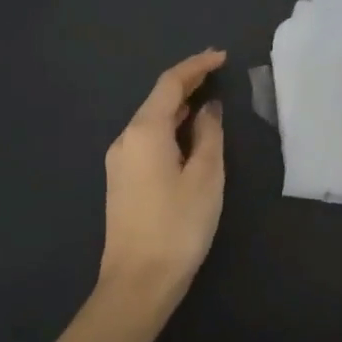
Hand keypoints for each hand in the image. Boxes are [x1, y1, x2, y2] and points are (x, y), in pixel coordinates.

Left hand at [98, 49, 227, 308]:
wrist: (137, 284)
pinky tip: (188, 132)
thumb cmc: (178, 225)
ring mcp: (120, 161)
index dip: (196, 65)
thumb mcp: (205, 176)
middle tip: (218, 71)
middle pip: (157, 98)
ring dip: (179, 104)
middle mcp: (126, 139)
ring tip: (208, 96)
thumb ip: (208, 134)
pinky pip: (148, 138)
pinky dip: (170, 126)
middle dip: (187, 81)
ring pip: (151, 119)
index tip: (221, 56)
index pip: (170, 83)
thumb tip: (207, 109)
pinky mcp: (122, 181)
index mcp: (145, 131)